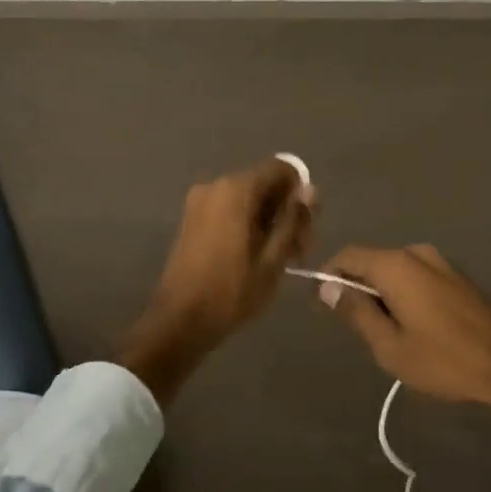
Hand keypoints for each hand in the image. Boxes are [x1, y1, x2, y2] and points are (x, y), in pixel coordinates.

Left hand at [120, 158, 315, 401]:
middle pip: (265, 185)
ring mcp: (200, 202)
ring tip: (279, 260)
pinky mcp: (193, 220)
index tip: (306, 228)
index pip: (282, 169)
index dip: (300, 194)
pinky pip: (230, 211)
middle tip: (298, 253)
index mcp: (236, 189)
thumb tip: (310, 189)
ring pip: (249, 200)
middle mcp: (216, 185)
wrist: (180, 321)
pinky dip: (248, 226)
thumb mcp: (274, 258)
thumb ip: (294, 219)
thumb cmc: (232, 291)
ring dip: (269, 222)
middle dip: (286, 213)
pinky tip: (256, 257)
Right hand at [314, 244, 490, 415]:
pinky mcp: (456, 275)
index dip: (330, 275)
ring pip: (395, 270)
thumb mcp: (389, 345)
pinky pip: (416, 276)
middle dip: (358, 287)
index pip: (348, 255)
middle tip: (356, 327)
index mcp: (395, 265)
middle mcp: (416, 253)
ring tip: (385, 331)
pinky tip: (413, 325)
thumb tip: (327, 287)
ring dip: (383, 292)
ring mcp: (440, 262)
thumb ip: (355, 312)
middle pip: (372, 261)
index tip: (324, 304)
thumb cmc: (443, 359)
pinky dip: (404, 292)